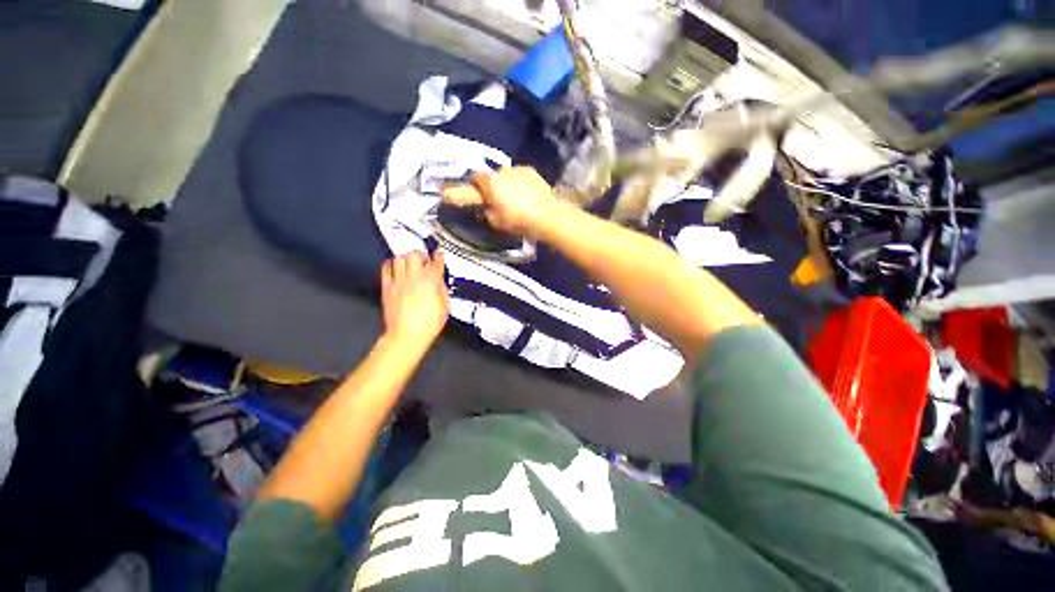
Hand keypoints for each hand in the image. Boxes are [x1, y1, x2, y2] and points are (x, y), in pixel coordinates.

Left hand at [381, 251, 448, 350]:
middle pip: (414, 255)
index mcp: (431, 282)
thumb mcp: (444, 307)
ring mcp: (399, 282)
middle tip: (423, 259)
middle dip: (420, 254)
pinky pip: (386, 269)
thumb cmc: (428, 324)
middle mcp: (414, 278)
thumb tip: (439, 282)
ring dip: (406, 258)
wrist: (407, 335)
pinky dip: (390, 265)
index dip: (439, 256)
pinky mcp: (387, 288)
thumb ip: (442, 290)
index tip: (439, 254)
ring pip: (399, 258)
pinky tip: (395, 268)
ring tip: (410, 262)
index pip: (436, 263)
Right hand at [464, 166, 563, 237]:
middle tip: (499, 201)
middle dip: (494, 186)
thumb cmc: (518, 220)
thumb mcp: (496, 222)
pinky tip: (528, 195)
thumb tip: (487, 208)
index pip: (475, 177)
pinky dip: (521, 183)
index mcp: (491, 182)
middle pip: (493, 176)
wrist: (547, 216)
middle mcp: (503, 170)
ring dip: (509, 184)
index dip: (476, 187)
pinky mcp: (533, 171)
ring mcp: (519, 169)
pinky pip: (521, 176)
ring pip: (508, 175)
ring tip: (516, 199)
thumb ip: (487, 212)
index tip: (480, 197)